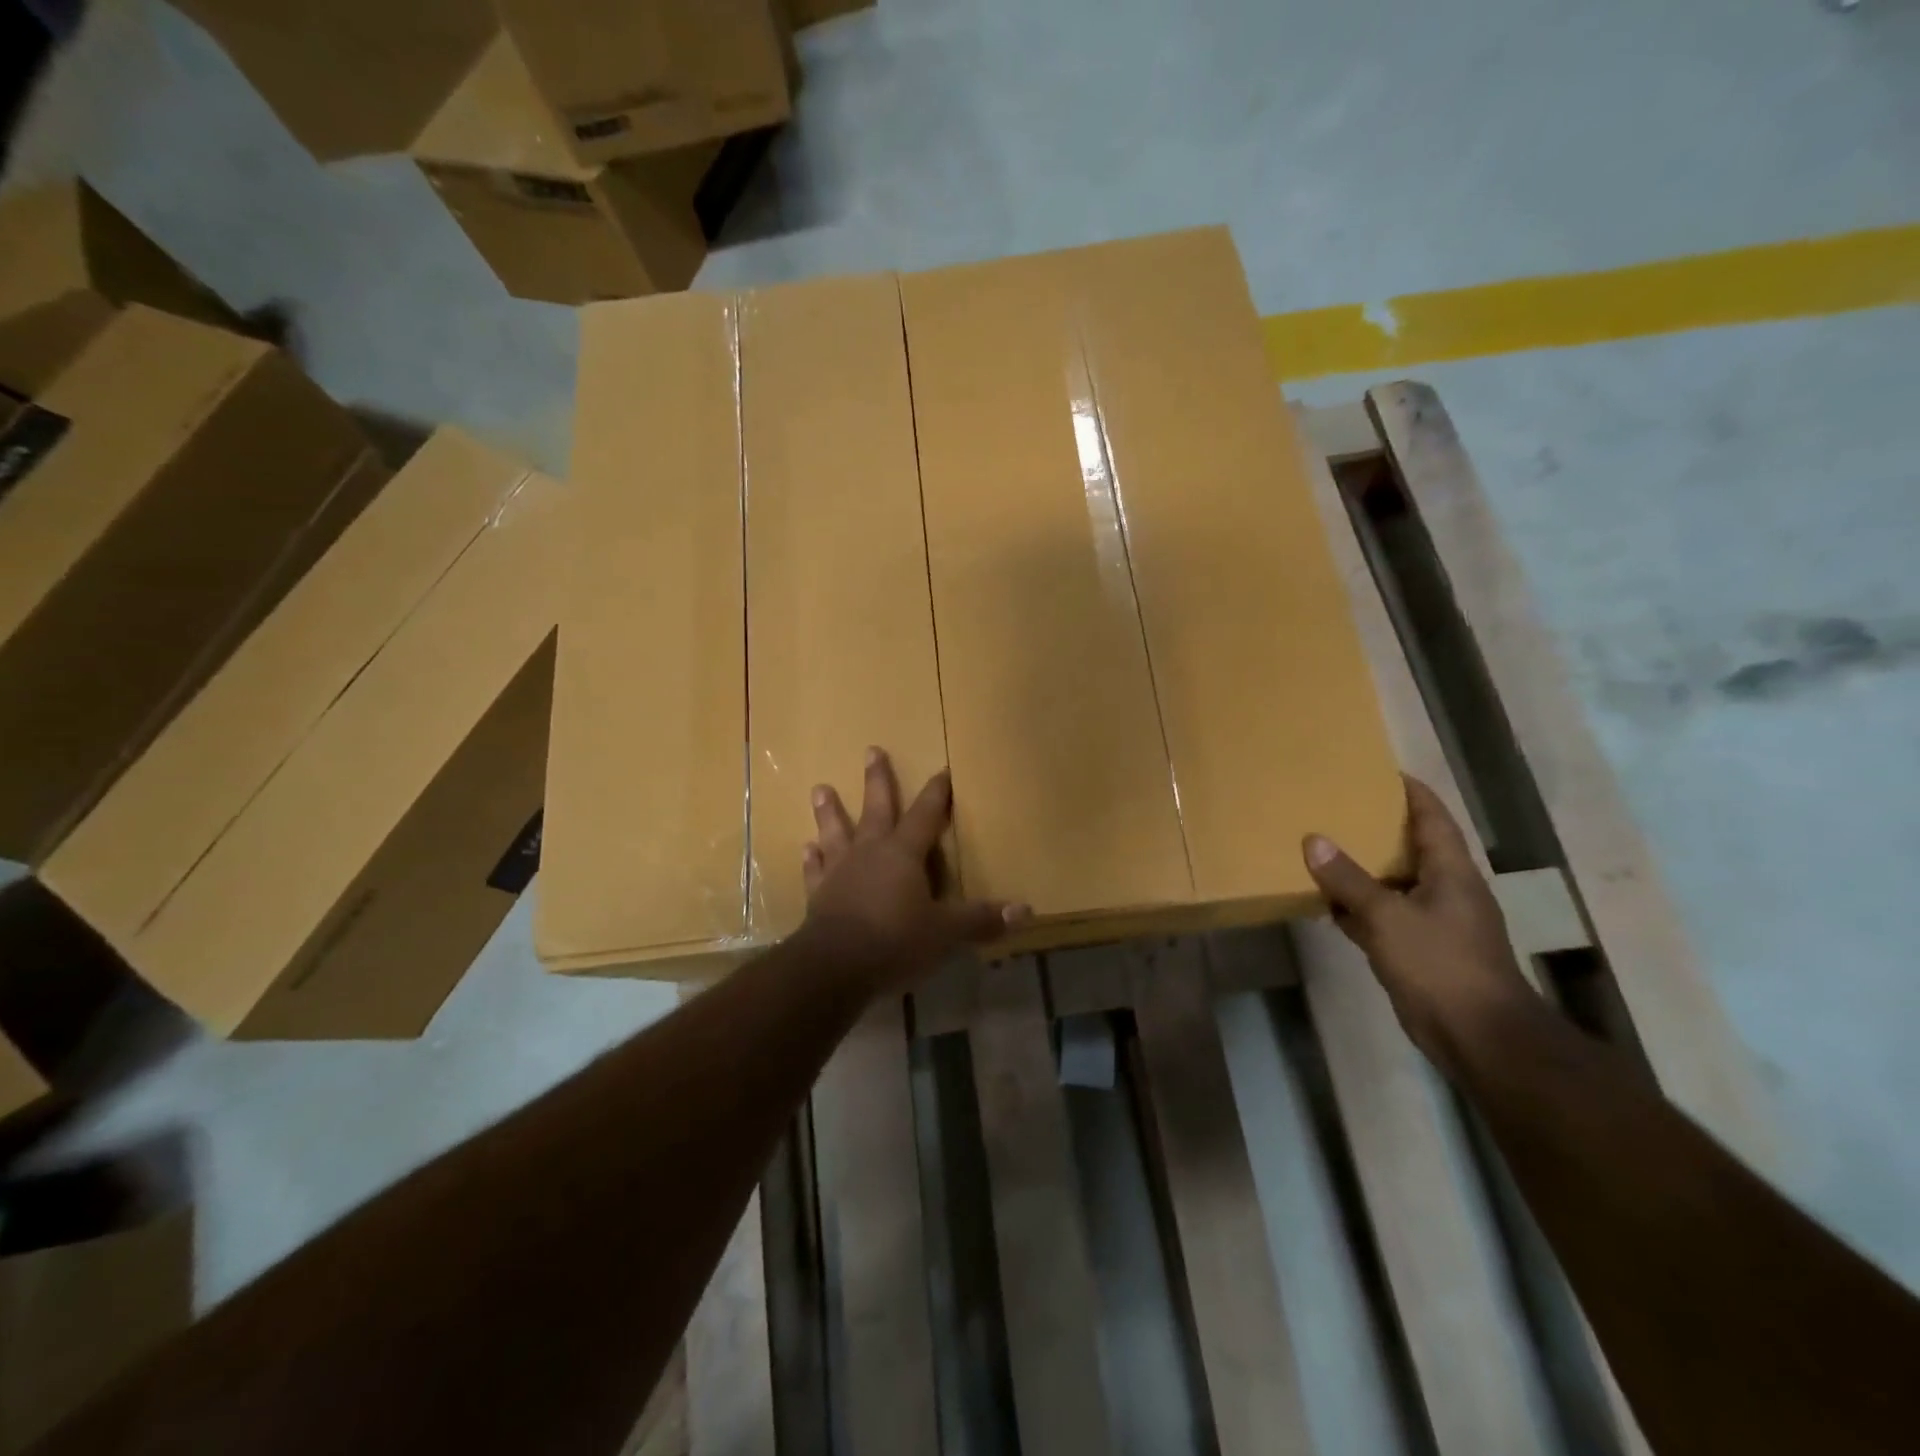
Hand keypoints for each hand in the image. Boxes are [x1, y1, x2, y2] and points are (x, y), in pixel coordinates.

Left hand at [799, 748, 1029, 995]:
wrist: (834, 967)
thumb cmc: (895, 941)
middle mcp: (870, 852)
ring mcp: (840, 871)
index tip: (942, 770)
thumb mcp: (946, 933)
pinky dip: (812, 859)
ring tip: (819, 788)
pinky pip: (816, 870)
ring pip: (836, 832)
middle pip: (876, 809)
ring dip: (830, 811)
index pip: (926, 815)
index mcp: (904, 854)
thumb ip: (981, 920)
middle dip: (877, 780)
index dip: (936, 793)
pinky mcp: (818, 895)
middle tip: (871, 750)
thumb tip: (1025, 910)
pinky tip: (806, 848)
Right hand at [1303, 775, 1532, 1072]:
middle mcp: (1446, 890)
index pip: (1432, 816)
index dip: (1409, 791)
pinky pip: (1383, 916)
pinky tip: (1327, 904)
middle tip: (1336, 807)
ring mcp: (1434, 922)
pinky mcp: (1419, 950)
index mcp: (1451, 871)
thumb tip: (1313, 840)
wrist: (1479, 1037)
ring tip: (1323, 848)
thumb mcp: (1387, 917)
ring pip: (1393, 883)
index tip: (1377, 770)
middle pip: (1410, 846)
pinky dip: (1358, 907)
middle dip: (1375, 827)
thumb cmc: (1441, 965)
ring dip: (1362, 869)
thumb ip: (1348, 879)